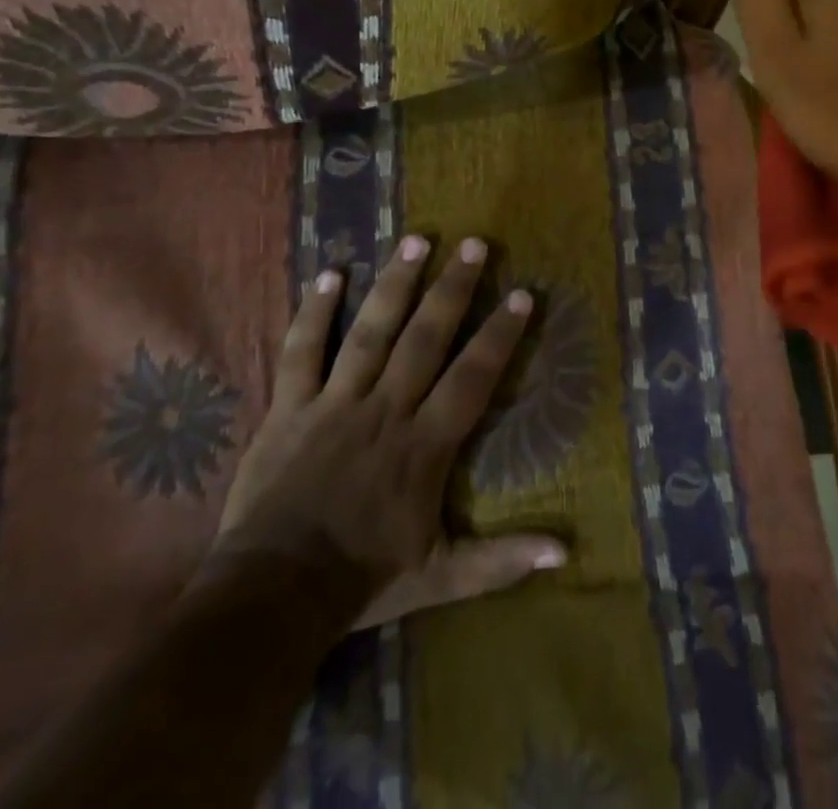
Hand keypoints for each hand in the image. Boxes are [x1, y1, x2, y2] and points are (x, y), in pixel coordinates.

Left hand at [213, 237, 565, 629]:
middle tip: (475, 244)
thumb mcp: (441, 576)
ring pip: (371, 332)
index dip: (499, 335)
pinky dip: (314, 313)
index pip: (472, 377)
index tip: (522, 294)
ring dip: (395, 285)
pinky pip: (301, 352)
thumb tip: (566, 555)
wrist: (270, 598)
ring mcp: (335, 404)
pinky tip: (330, 274)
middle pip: (425, 339)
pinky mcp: (290, 409)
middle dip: (453, 289)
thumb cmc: (362, 580)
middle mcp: (385, 410)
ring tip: (416, 239)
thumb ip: (501, 560)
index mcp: (424, 444)